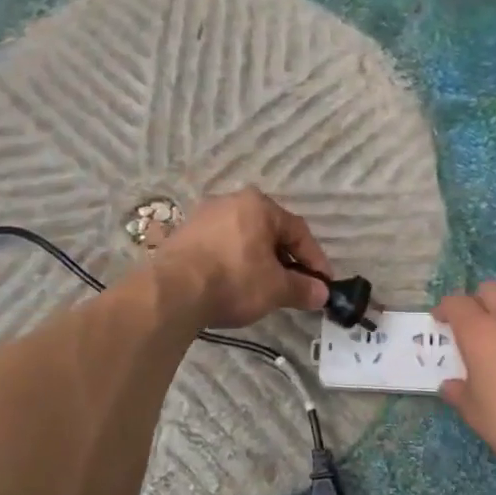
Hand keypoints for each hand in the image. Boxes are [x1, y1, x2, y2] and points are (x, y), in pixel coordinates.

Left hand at [157, 188, 331, 328]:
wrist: (172, 291)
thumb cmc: (234, 280)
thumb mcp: (276, 288)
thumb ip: (302, 288)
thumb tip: (322, 293)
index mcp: (259, 205)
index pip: (298, 231)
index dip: (315, 259)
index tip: (323, 284)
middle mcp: (230, 201)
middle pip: (269, 232)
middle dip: (285, 260)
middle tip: (295, 286)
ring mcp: (202, 216)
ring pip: (243, 239)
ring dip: (258, 262)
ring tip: (265, 288)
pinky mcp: (181, 235)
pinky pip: (219, 247)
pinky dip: (233, 264)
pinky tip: (234, 285)